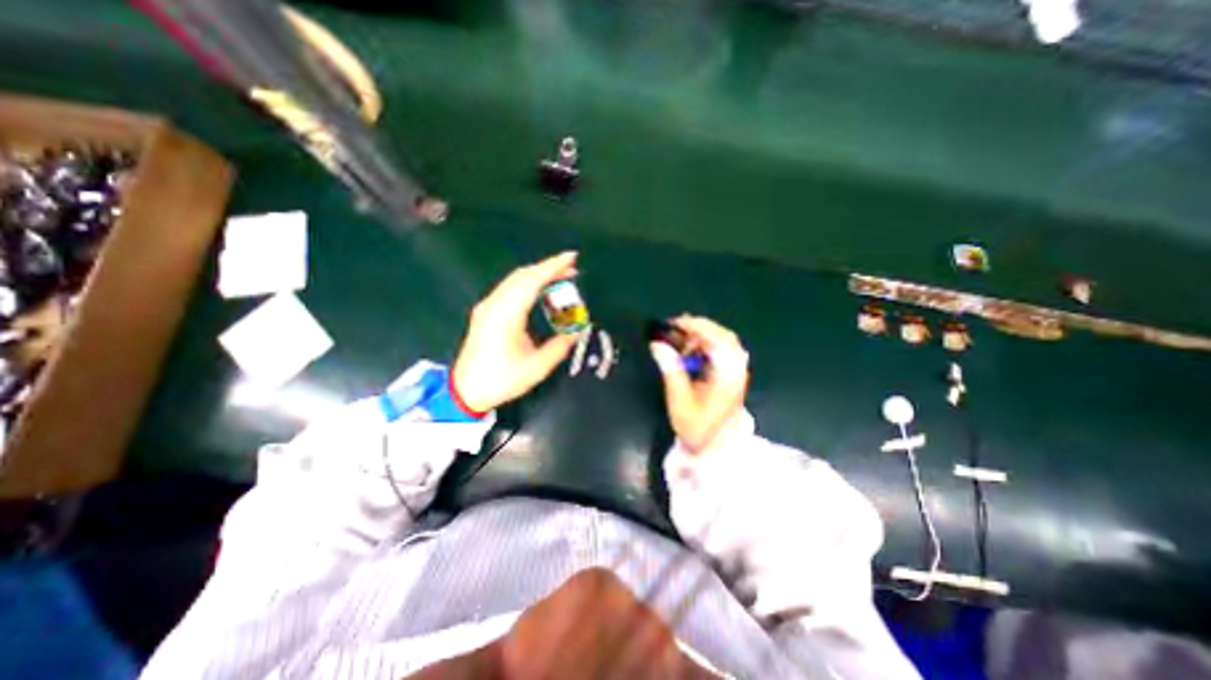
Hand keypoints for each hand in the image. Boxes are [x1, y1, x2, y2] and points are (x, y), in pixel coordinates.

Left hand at [454, 252, 586, 414]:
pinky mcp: (485, 311)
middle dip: (548, 267)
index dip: (553, 266)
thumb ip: (560, 345)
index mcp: (506, 315)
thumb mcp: (537, 367)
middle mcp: (494, 304)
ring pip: (514, 279)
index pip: (531, 281)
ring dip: (538, 274)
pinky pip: (509, 288)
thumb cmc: (501, 379)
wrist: (466, 391)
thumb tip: (578, 330)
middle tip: (572, 268)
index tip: (572, 257)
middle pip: (522, 275)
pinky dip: (527, 283)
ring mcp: (487, 306)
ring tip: (560, 277)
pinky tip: (540, 289)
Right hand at [654, 313, 748, 454]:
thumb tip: (657, 344)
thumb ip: (670, 369)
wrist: (715, 450)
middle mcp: (736, 369)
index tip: (674, 323)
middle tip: (676, 328)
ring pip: (724, 342)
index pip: (717, 340)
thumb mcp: (679, 399)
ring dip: (703, 336)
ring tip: (681, 339)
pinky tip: (692, 351)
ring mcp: (737, 372)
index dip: (696, 327)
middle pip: (724, 336)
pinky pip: (723, 351)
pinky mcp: (733, 375)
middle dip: (699, 328)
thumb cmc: (697, 427)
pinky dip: (707, 345)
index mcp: (727, 375)